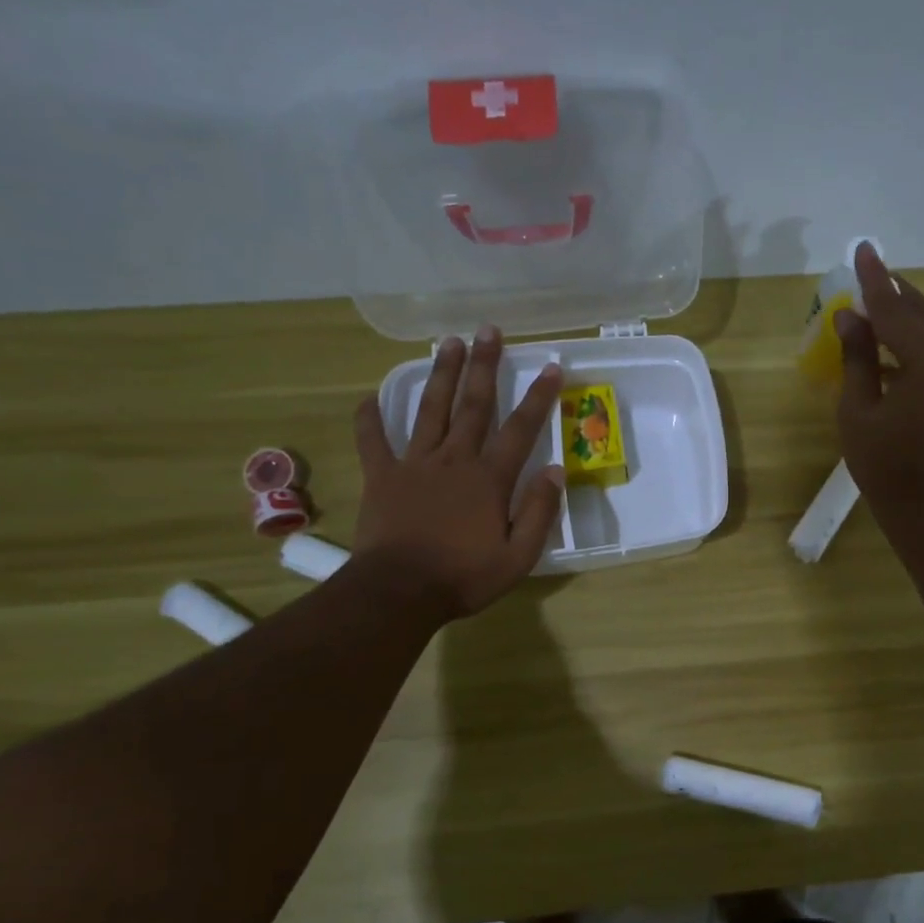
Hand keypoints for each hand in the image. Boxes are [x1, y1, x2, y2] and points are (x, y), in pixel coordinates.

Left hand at [352, 326, 565, 620]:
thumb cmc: (464, 577)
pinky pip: (373, 441)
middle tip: (489, 330)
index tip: (551, 367)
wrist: (399, 592)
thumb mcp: (518, 556)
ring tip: (448, 342)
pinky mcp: (383, 477)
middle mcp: (454, 460)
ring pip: (431, 410)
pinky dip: (369, 418)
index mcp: (489, 479)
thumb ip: (539, 512)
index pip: (520, 429)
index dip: (538, 397)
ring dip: (441, 375)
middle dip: (485, 366)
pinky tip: (368, 396)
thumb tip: (556, 471)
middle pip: (474, 405)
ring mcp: (415, 464)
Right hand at [835, 243, 923, 509]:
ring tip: (877, 309)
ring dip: (906, 318)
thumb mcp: (859, 409)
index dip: (873, 281)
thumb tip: (850, 317)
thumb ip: (857, 357)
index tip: (862, 249)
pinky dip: (918, 342)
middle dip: (893, 295)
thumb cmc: (887, 464)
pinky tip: (895, 347)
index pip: (895, 308)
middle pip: (921, 312)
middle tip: (868, 276)